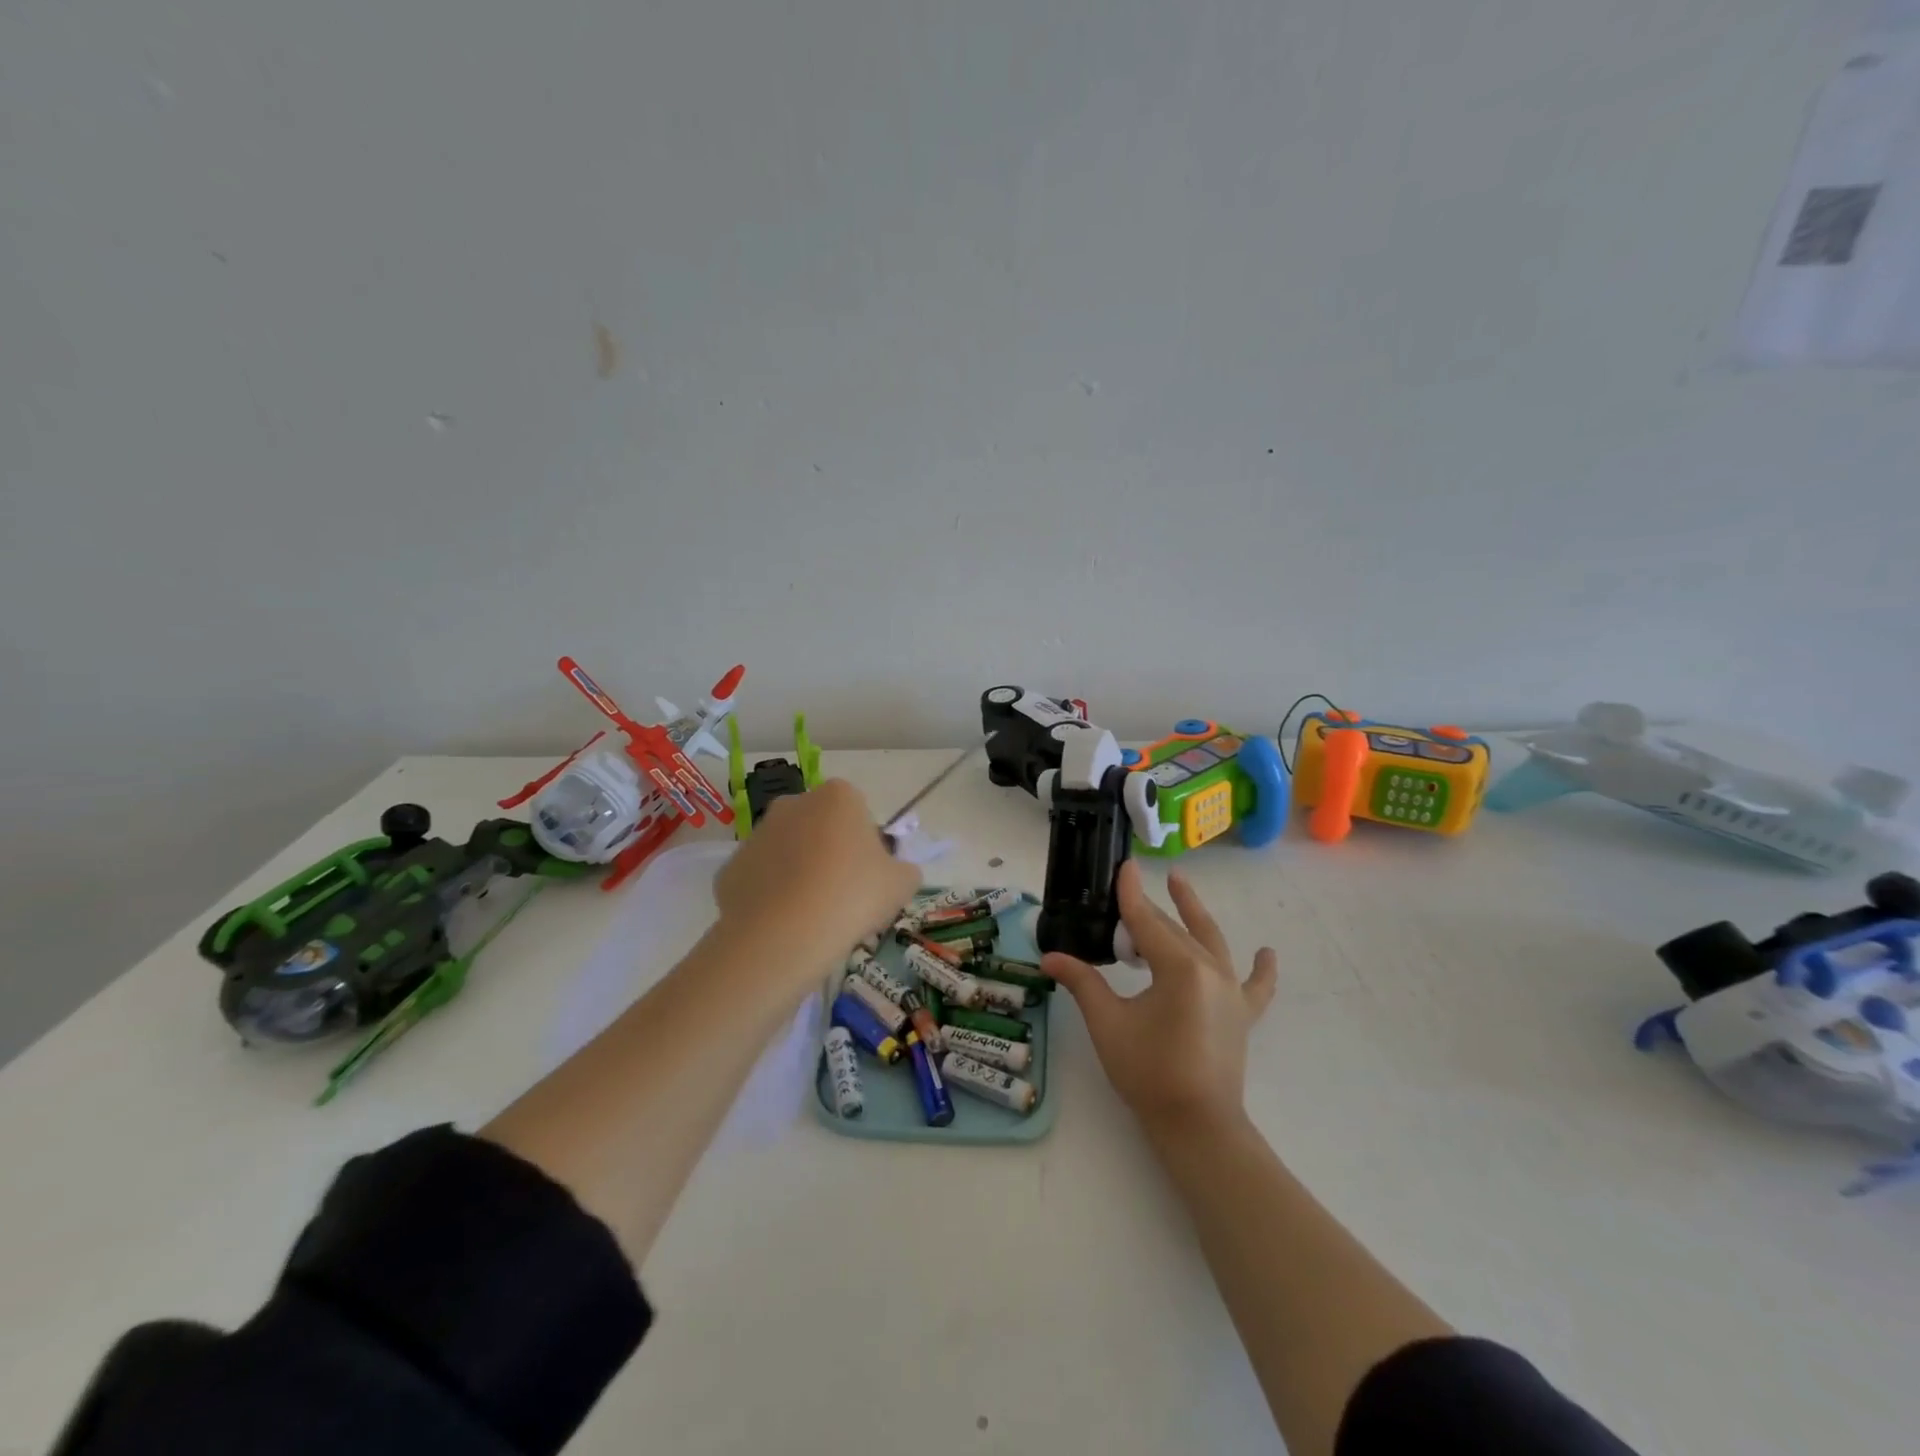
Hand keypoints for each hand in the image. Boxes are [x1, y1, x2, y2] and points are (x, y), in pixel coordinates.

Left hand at [713, 779, 918, 963]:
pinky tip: (784, 924)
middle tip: (844, 896)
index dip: (867, 844)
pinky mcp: (731, 867)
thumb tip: (894, 872)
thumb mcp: (901, 884)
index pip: (859, 812)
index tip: (869, 877)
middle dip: (830, 852)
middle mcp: (793, 803)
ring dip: (800, 872)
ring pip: (788, 851)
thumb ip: (904, 869)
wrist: (783, 937)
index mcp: (838, 796)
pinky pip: (761, 878)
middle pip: (821, 826)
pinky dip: (772, 895)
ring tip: (813, 915)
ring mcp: (757, 834)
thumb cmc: (852, 897)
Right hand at [1042, 861, 1275, 1136]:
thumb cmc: (1148, 1073)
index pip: (1147, 921)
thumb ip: (1082, 983)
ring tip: (1180, 883)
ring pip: (1211, 941)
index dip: (1131, 893)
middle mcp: (1210, 969)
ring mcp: (1231, 991)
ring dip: (1194, 912)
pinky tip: (1266, 953)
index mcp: (1179, 967)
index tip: (1124, 865)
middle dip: (1148, 908)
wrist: (1197, 1125)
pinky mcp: (1242, 1014)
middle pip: (1173, 929)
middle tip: (1127, 889)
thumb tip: (1049, 958)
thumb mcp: (1108, 1023)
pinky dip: (1261, 969)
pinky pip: (1255, 985)